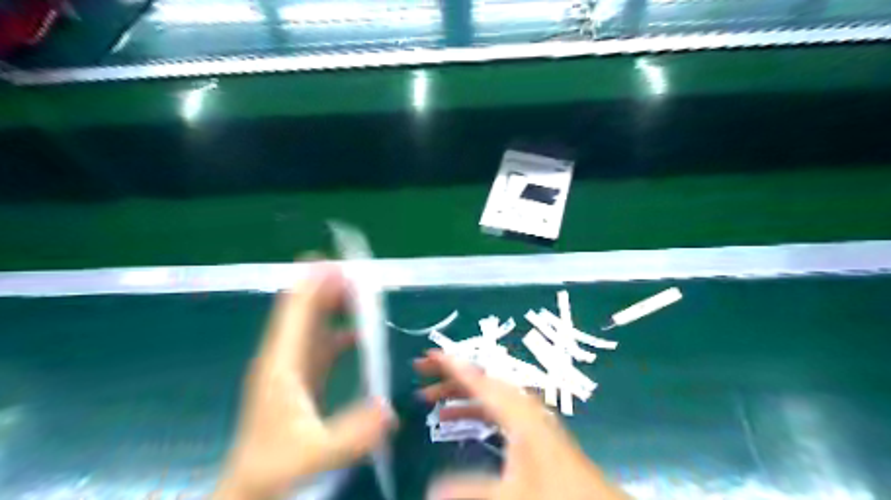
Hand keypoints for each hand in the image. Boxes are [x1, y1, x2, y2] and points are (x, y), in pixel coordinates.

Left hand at [216, 263, 395, 498]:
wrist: (249, 489)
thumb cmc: (273, 468)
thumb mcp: (313, 454)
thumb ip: (351, 434)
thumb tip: (390, 409)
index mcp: (281, 366)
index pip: (294, 314)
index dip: (312, 286)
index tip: (334, 264)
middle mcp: (284, 358)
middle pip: (304, 312)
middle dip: (327, 288)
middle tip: (357, 273)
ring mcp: (292, 368)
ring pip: (312, 325)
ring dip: (333, 306)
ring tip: (360, 292)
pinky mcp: (301, 379)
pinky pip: (320, 344)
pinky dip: (337, 331)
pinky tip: (357, 332)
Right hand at [413, 351, 627, 499]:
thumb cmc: (556, 493)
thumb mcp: (510, 494)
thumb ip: (469, 489)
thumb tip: (430, 488)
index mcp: (517, 411)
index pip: (478, 379)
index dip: (452, 365)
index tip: (428, 356)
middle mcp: (521, 405)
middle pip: (481, 381)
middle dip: (449, 376)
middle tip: (421, 373)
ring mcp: (526, 415)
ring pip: (487, 395)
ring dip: (459, 393)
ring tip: (430, 399)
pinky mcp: (529, 428)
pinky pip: (495, 409)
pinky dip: (474, 409)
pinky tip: (458, 419)